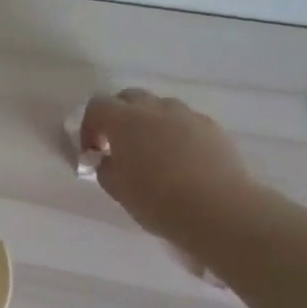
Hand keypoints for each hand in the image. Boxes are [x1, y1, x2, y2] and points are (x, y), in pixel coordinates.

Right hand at [80, 90, 259, 244]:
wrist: (217, 210)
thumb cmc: (157, 201)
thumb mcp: (117, 189)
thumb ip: (105, 167)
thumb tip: (108, 159)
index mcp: (124, 121)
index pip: (97, 106)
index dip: (89, 126)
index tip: (93, 151)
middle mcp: (155, 109)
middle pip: (129, 97)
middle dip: (119, 116)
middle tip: (119, 145)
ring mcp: (187, 115)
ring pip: (160, 107)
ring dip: (150, 122)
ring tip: (153, 152)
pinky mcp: (212, 127)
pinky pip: (186, 121)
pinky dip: (177, 133)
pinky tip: (181, 160)